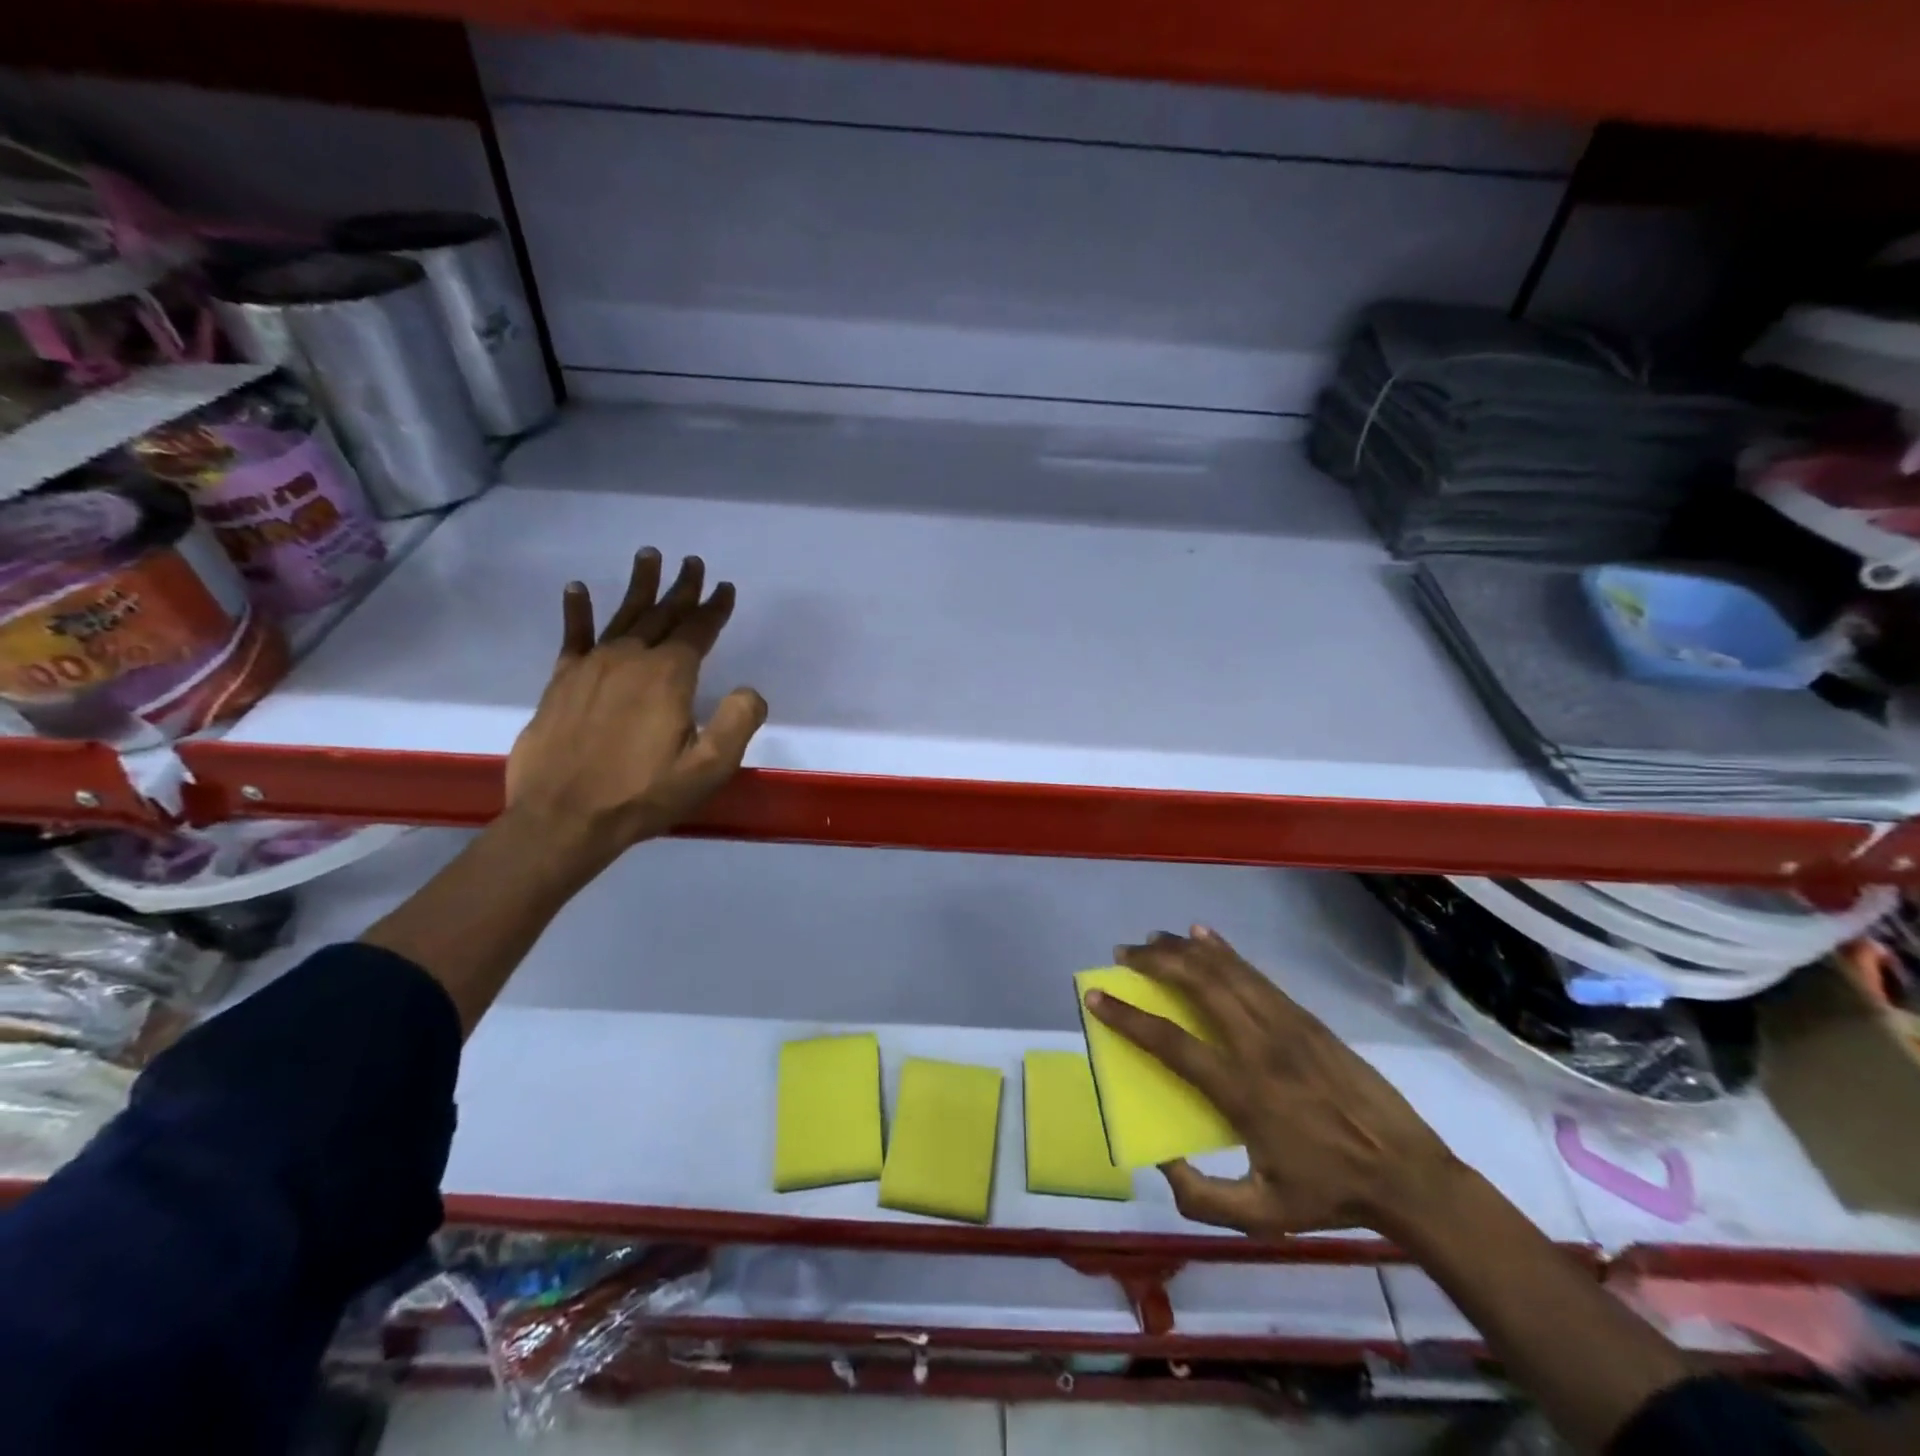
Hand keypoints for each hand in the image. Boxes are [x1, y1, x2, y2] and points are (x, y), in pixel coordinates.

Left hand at [506, 548, 766, 865]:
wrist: (564, 818)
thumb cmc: (643, 794)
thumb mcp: (708, 768)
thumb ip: (738, 723)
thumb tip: (750, 691)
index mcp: (668, 676)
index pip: (697, 631)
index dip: (714, 608)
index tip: (725, 588)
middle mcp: (630, 659)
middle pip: (662, 615)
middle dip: (682, 589)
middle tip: (693, 563)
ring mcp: (592, 667)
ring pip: (622, 616)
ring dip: (639, 586)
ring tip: (649, 556)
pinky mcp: (562, 681)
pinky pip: (573, 636)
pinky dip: (577, 611)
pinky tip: (578, 588)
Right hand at [1084, 926, 1456, 1238]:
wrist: (1407, 1174)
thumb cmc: (1329, 1193)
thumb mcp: (1261, 1216)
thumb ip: (1201, 1197)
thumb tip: (1160, 1159)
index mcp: (1242, 1091)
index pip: (1171, 1043)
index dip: (1127, 1017)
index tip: (1094, 997)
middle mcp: (1258, 1046)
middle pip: (1197, 985)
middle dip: (1154, 962)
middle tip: (1123, 954)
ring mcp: (1285, 1025)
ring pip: (1225, 970)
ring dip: (1184, 949)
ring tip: (1153, 939)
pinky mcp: (1304, 1017)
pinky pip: (1255, 974)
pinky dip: (1224, 951)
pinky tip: (1204, 936)